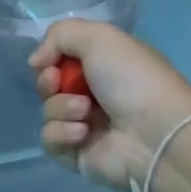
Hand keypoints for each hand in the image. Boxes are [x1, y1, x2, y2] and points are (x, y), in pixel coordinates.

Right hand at [29, 21, 190, 191]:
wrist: (154, 134)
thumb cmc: (132, 79)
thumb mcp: (99, 37)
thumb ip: (60, 35)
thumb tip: (36, 61)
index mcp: (106, 65)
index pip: (63, 58)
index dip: (51, 58)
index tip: (51, 61)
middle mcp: (96, 94)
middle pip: (50, 85)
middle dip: (49, 82)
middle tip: (58, 83)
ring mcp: (87, 126)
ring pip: (48, 112)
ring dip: (61, 108)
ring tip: (86, 112)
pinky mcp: (78, 156)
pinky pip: (51, 141)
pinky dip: (62, 134)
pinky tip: (83, 134)